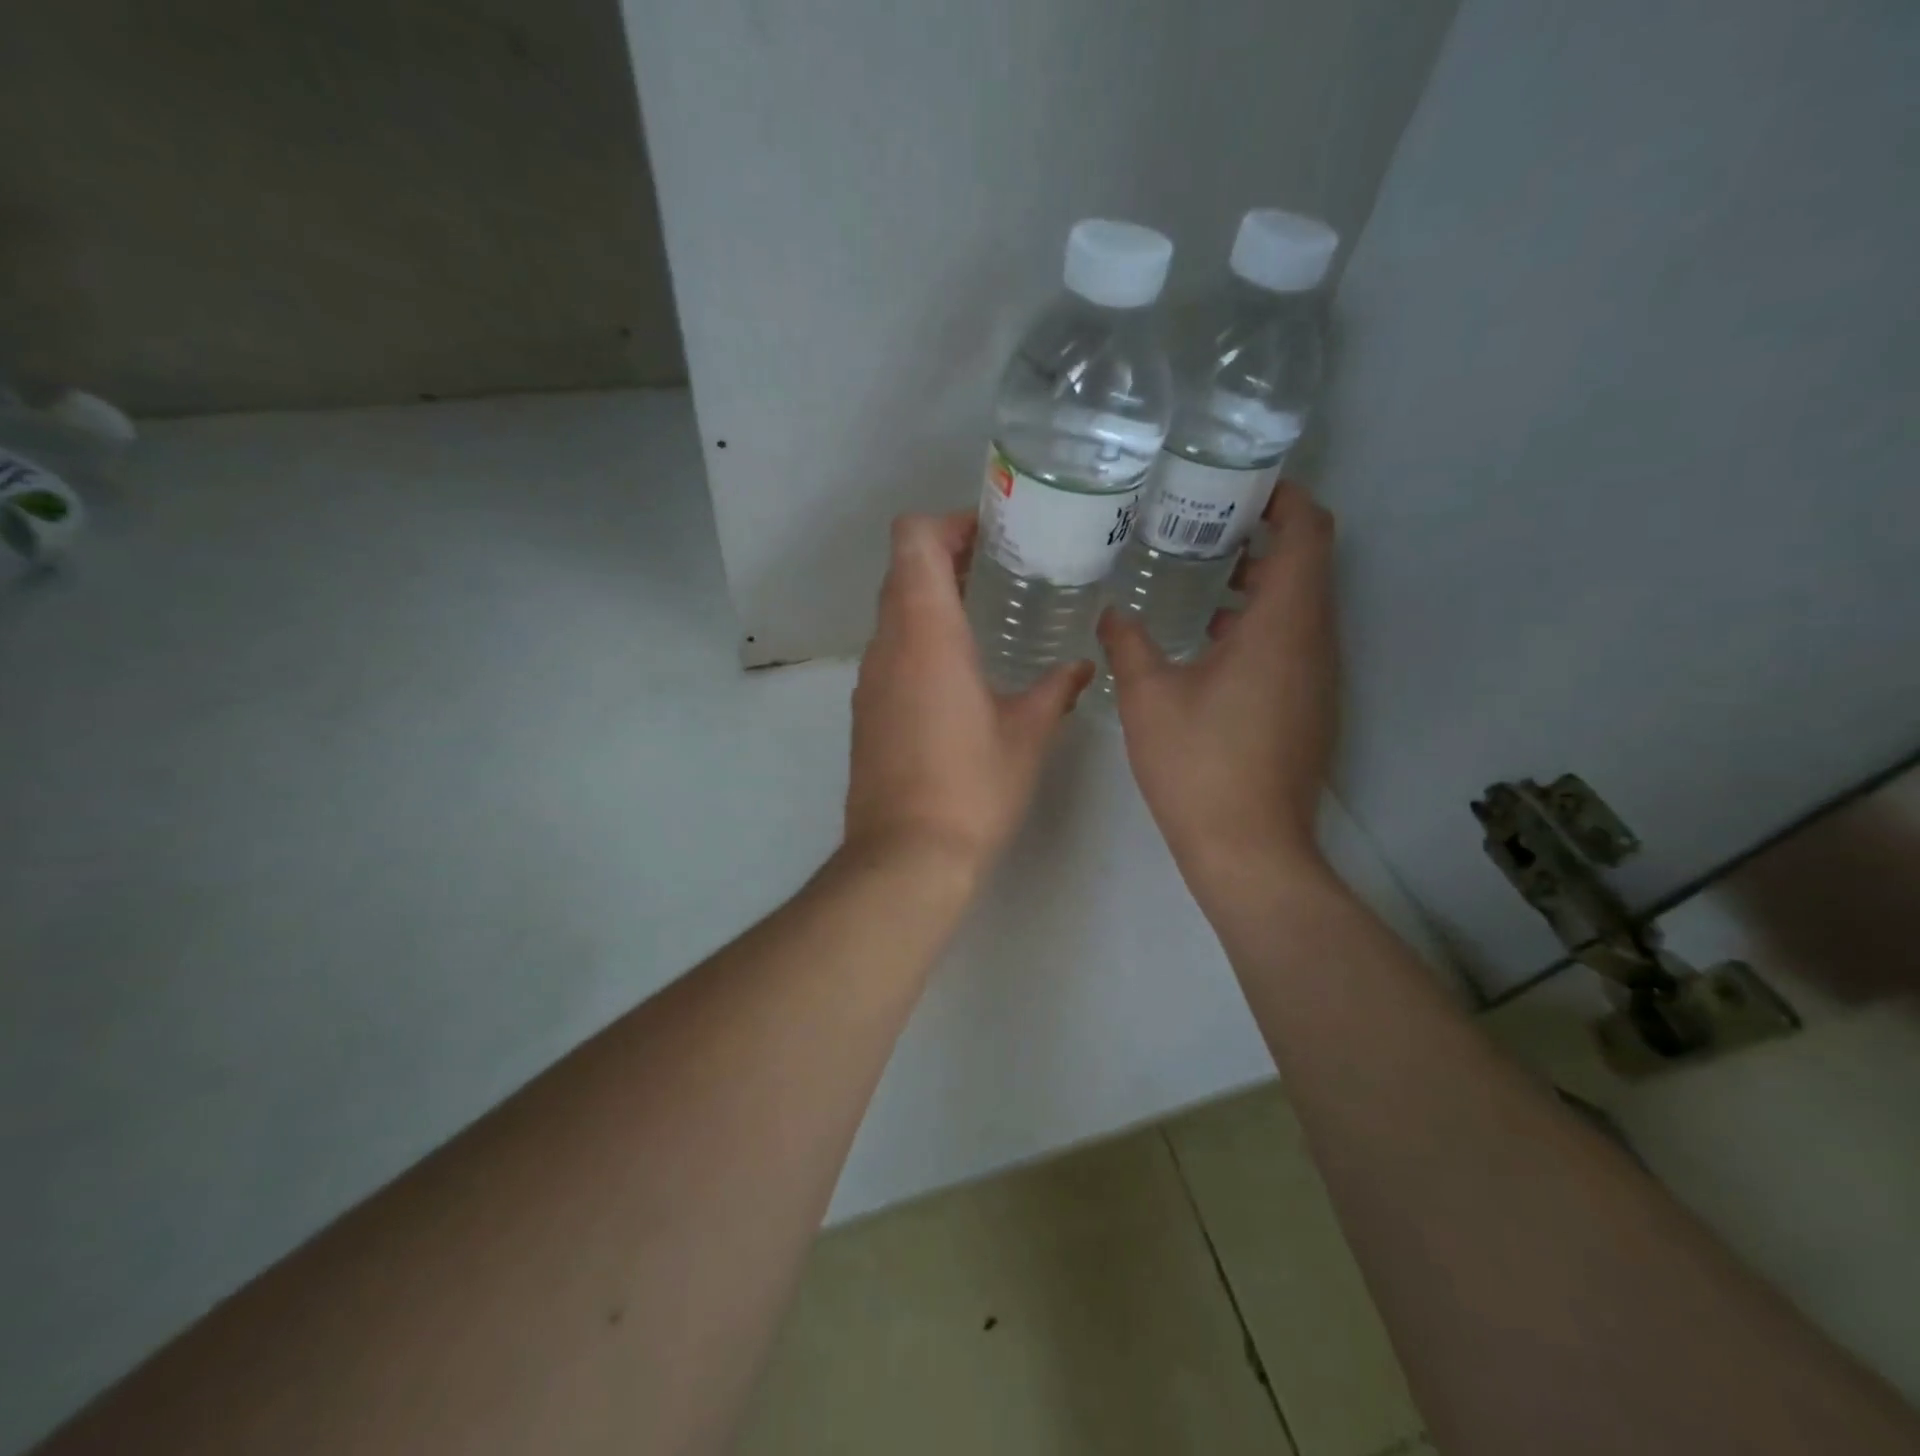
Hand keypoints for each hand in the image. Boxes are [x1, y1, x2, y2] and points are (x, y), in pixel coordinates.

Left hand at [845, 512, 1092, 874]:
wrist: (906, 856)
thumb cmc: (972, 787)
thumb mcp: (1027, 734)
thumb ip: (1056, 690)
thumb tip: (1083, 669)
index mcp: (927, 633)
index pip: (913, 540)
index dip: (948, 523)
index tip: (990, 535)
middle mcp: (888, 645)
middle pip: (901, 570)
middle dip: (946, 557)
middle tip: (998, 568)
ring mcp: (870, 679)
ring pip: (893, 611)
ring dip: (931, 599)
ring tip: (983, 614)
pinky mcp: (866, 711)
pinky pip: (889, 651)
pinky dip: (919, 639)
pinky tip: (958, 671)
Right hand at [1099, 482, 1338, 895]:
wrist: (1250, 849)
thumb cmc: (1199, 765)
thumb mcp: (1148, 698)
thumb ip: (1129, 643)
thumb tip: (1112, 612)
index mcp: (1282, 626)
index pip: (1309, 532)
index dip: (1284, 498)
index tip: (1239, 485)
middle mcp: (1315, 642)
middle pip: (1308, 564)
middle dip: (1263, 536)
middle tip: (1203, 523)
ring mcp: (1319, 678)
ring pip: (1301, 606)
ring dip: (1260, 584)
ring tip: (1201, 575)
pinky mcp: (1311, 706)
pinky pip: (1295, 643)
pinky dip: (1262, 624)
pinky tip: (1209, 642)